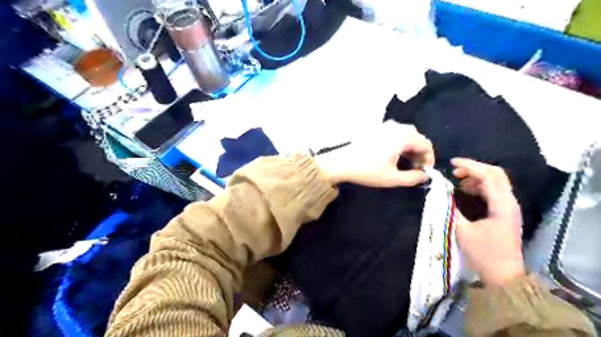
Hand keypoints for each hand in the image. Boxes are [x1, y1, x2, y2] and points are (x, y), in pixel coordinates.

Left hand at [317, 121, 435, 185]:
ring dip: (411, 147)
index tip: (426, 171)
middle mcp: (396, 127)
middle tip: (417, 168)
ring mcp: (385, 127)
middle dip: (420, 153)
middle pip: (417, 137)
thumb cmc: (368, 170)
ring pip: (406, 134)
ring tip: (407, 163)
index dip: (429, 158)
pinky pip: (395, 133)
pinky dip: (401, 143)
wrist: (341, 163)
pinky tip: (395, 156)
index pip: (426, 144)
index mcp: (402, 137)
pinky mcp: (376, 129)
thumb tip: (425, 176)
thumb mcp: (392, 178)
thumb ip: (413, 178)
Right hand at [453, 160, 524, 285]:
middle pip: (496, 174)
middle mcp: (509, 202)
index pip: (489, 175)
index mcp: (502, 204)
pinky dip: (479, 186)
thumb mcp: (462, 230)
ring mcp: (509, 207)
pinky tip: (466, 190)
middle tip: (454, 171)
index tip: (451, 163)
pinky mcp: (506, 212)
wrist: (503, 276)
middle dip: (474, 168)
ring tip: (458, 180)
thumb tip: (441, 192)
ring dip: (476, 177)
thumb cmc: (483, 253)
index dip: (470, 165)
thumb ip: (451, 208)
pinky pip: (494, 191)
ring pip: (496, 181)